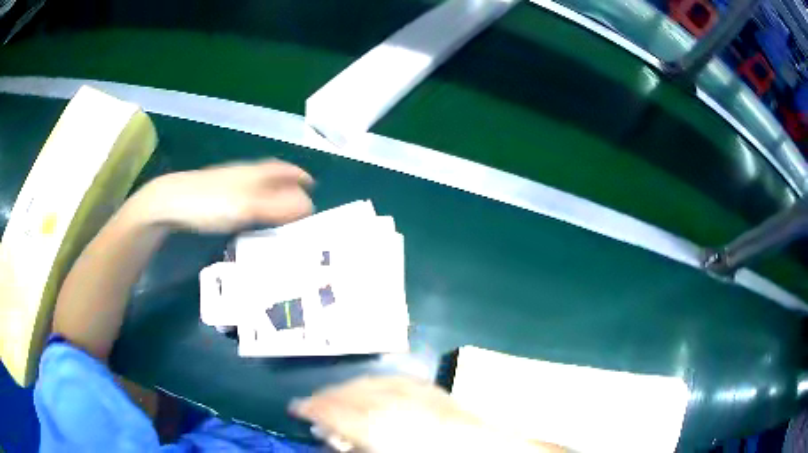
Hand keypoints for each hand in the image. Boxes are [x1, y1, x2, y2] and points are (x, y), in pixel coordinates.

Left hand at [136, 159, 312, 232]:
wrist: (171, 202)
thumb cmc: (211, 202)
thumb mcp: (247, 207)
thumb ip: (277, 207)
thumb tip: (309, 205)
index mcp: (254, 172)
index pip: (283, 169)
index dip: (298, 175)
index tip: (312, 184)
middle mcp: (244, 173)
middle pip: (271, 175)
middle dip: (287, 183)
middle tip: (300, 199)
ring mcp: (228, 182)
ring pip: (257, 184)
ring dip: (272, 192)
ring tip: (281, 209)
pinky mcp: (216, 194)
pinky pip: (245, 194)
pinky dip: (256, 201)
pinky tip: (252, 214)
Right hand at [289, 376, 563, 452]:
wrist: (486, 451)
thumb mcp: (381, 451)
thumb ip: (354, 445)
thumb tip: (331, 437)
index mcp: (374, 423)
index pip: (329, 408)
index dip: (308, 407)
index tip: (293, 408)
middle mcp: (389, 399)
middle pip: (346, 392)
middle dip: (324, 397)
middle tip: (310, 405)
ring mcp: (413, 390)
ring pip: (367, 381)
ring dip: (347, 388)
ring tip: (336, 397)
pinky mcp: (431, 389)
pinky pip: (393, 379)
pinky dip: (374, 383)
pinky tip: (372, 388)